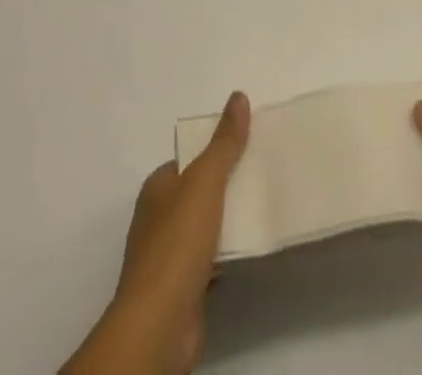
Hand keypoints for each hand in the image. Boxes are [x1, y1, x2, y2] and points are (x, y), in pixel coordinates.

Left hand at [63, 91, 250, 374]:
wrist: (160, 324)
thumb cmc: (177, 243)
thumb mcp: (205, 181)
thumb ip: (224, 142)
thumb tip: (238, 96)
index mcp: (157, 187)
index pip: (189, 159)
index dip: (216, 150)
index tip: (249, 145)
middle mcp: (157, 218)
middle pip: (198, 191)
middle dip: (226, 184)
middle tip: (262, 173)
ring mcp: (167, 256)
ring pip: (205, 226)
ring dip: (229, 220)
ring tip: (264, 206)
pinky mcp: (181, 289)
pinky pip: (210, 260)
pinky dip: (227, 253)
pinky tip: (249, 248)